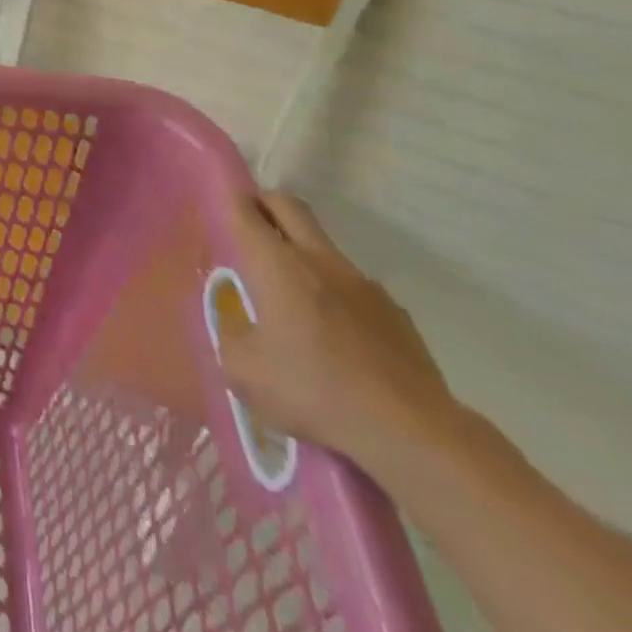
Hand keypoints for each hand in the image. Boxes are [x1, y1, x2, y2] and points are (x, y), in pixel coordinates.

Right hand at [218, 192, 458, 476]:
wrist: (413, 433)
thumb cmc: (314, 391)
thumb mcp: (244, 371)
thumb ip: (231, 336)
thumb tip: (237, 325)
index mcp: (277, 265)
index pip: (245, 212)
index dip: (229, 198)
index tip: (219, 198)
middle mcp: (319, 261)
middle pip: (289, 207)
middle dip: (265, 204)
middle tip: (249, 223)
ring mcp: (363, 285)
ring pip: (323, 247)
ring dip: (302, 254)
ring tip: (292, 297)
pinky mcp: (395, 314)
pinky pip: (354, 288)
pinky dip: (336, 295)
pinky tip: (336, 337)